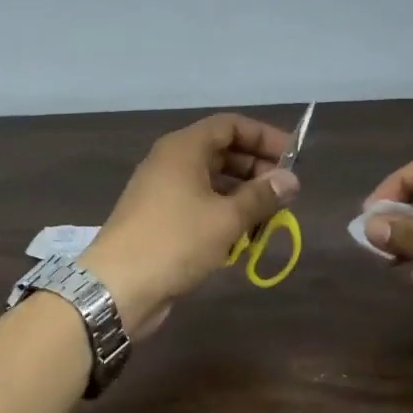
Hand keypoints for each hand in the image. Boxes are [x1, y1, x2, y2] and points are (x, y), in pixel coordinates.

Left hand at [80, 114, 298, 334]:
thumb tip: (290, 180)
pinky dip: (222, 216)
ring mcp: (162, 192)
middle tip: (285, 194)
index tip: (293, 158)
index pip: (229, 125)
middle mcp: (170, 163)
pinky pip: (199, 207)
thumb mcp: (226, 218)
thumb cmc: (175, 242)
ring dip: (242, 197)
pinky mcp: (160, 221)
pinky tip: (243, 238)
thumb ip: (261, 196)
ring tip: (270, 219)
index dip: (263, 137)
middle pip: (221, 152)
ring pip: (211, 183)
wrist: (118, 287)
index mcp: (182, 149)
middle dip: (256, 170)